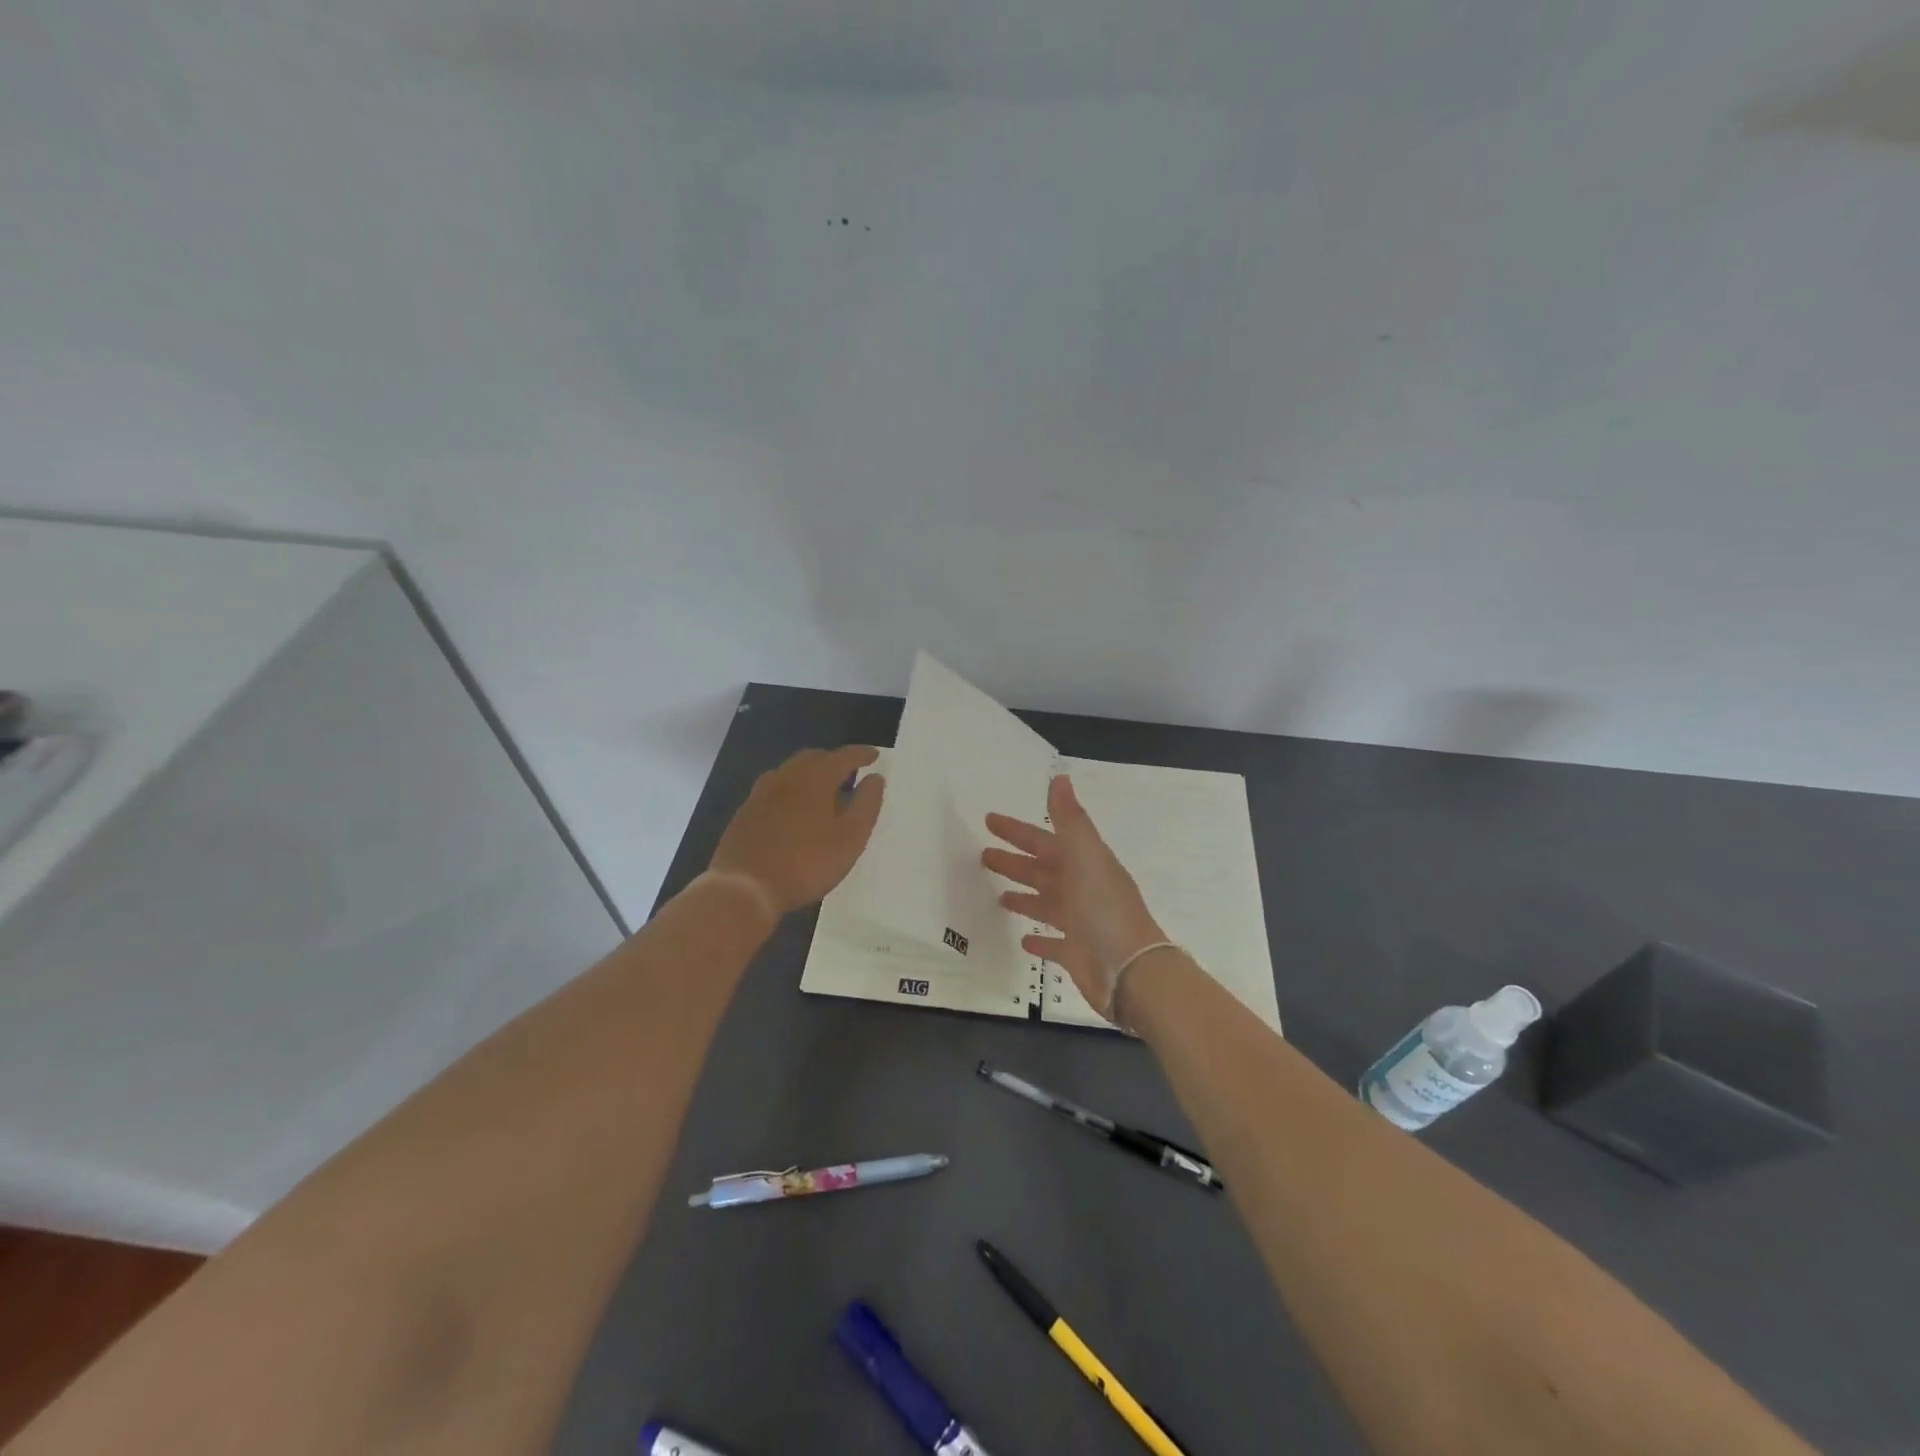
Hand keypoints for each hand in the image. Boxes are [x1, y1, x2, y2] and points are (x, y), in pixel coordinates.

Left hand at [709, 746, 884, 918]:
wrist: (744, 888)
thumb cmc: (806, 863)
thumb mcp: (849, 838)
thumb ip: (866, 805)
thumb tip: (875, 778)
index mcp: (815, 778)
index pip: (843, 756)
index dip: (861, 754)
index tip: (875, 755)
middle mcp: (786, 777)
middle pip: (813, 758)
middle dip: (834, 761)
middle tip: (850, 773)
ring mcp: (761, 793)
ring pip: (790, 771)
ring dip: (810, 774)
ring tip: (824, 791)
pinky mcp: (745, 812)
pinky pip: (774, 789)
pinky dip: (791, 790)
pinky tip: (794, 810)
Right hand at [982, 775, 1166, 1020]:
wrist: (1129, 968)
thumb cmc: (1104, 907)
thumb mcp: (1086, 854)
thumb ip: (1069, 819)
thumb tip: (1060, 777)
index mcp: (1082, 863)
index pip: (1043, 840)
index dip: (1017, 831)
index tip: (989, 820)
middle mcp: (1081, 889)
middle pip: (1041, 870)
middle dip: (1014, 861)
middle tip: (982, 855)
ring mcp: (1079, 923)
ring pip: (1045, 904)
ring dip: (1024, 896)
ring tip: (997, 895)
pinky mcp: (1076, 954)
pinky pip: (1053, 943)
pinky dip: (1038, 939)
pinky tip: (1022, 940)